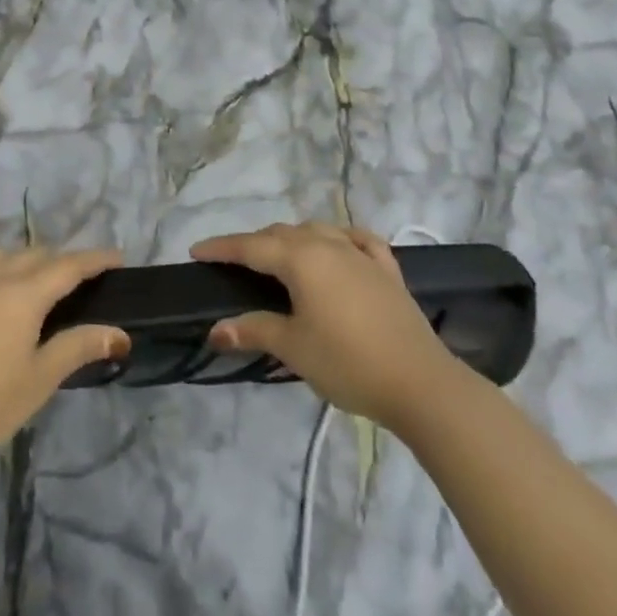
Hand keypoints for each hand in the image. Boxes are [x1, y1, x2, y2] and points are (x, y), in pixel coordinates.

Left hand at [0, 247, 129, 463]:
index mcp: (25, 295)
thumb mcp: (41, 378)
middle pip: (34, 256)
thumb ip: (79, 347)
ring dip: (17, 260)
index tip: (117, 258)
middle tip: (77, 277)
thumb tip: (120, 333)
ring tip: (28, 276)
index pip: (69, 266)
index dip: (95, 259)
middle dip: (59, 260)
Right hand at [192, 222, 457, 428]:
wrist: (420, 383)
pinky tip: (339, 246)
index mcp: (301, 259)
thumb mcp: (293, 348)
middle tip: (233, 263)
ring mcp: (362, 255)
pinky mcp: (387, 270)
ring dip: (292, 238)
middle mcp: (329, 245)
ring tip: (279, 256)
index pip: (251, 246)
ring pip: (318, 231)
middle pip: (282, 233)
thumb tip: (215, 329)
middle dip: (254, 243)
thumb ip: (253, 329)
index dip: (221, 248)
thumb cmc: (347, 362)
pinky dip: (341, 238)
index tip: (196, 251)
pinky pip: (358, 241)